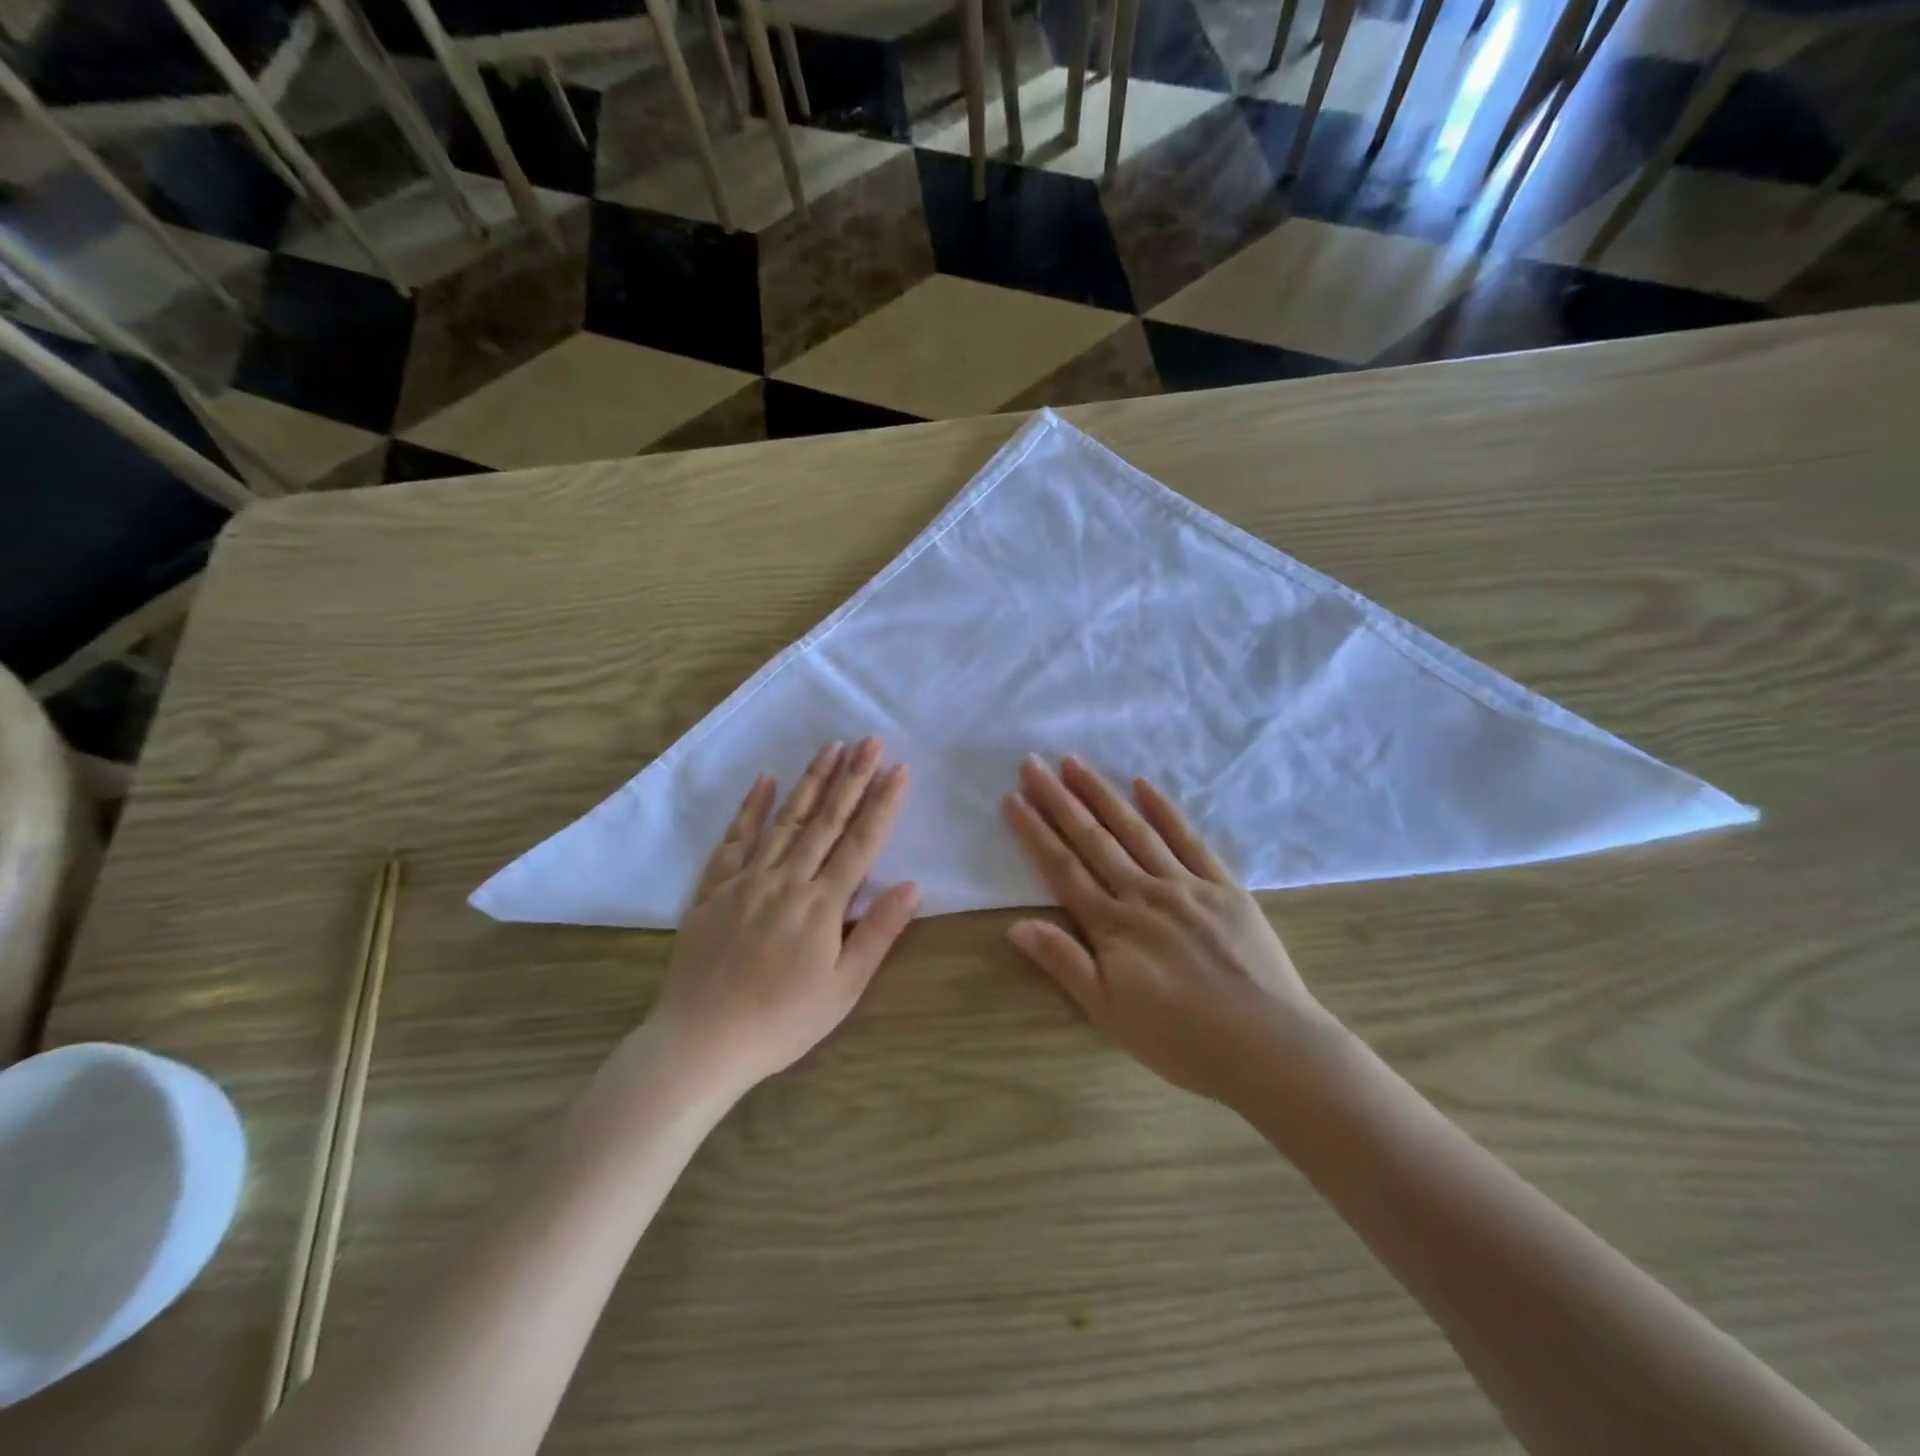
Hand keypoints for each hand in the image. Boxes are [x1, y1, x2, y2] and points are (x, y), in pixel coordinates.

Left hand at [649, 739, 917, 1095]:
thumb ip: (878, 933)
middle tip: (869, 740)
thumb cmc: (782, 1022)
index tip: (898, 769)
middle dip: (851, 778)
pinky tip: (765, 781)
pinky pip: (734, 840)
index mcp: (821, 905)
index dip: (882, 805)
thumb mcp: (842, 989)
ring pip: (784, 820)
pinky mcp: (713, 889)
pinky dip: (750, 808)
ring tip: (830, 747)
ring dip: (810, 781)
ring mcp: (746, 880)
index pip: (860, 843)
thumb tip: (912, 885)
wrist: (701, 1042)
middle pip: (825, 821)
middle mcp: (786, 881)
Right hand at [1003, 757, 1340, 1106]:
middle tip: (1033, 764)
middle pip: (1093, 839)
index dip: (1035, 832)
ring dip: (1102, 794)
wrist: (1269, 1048)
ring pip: (1135, 830)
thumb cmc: (1181, 1040)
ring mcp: (1186, 885)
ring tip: (1075, 763)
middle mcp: (1144, 894)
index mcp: (1113, 926)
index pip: (1063, 868)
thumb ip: (1064, 963)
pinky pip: (1189, 839)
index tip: (1013, 798)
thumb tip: (1016, 925)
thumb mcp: (1109, 1013)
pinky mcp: (1224, 886)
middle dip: (1059, 800)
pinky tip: (1144, 784)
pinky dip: (1165, 810)